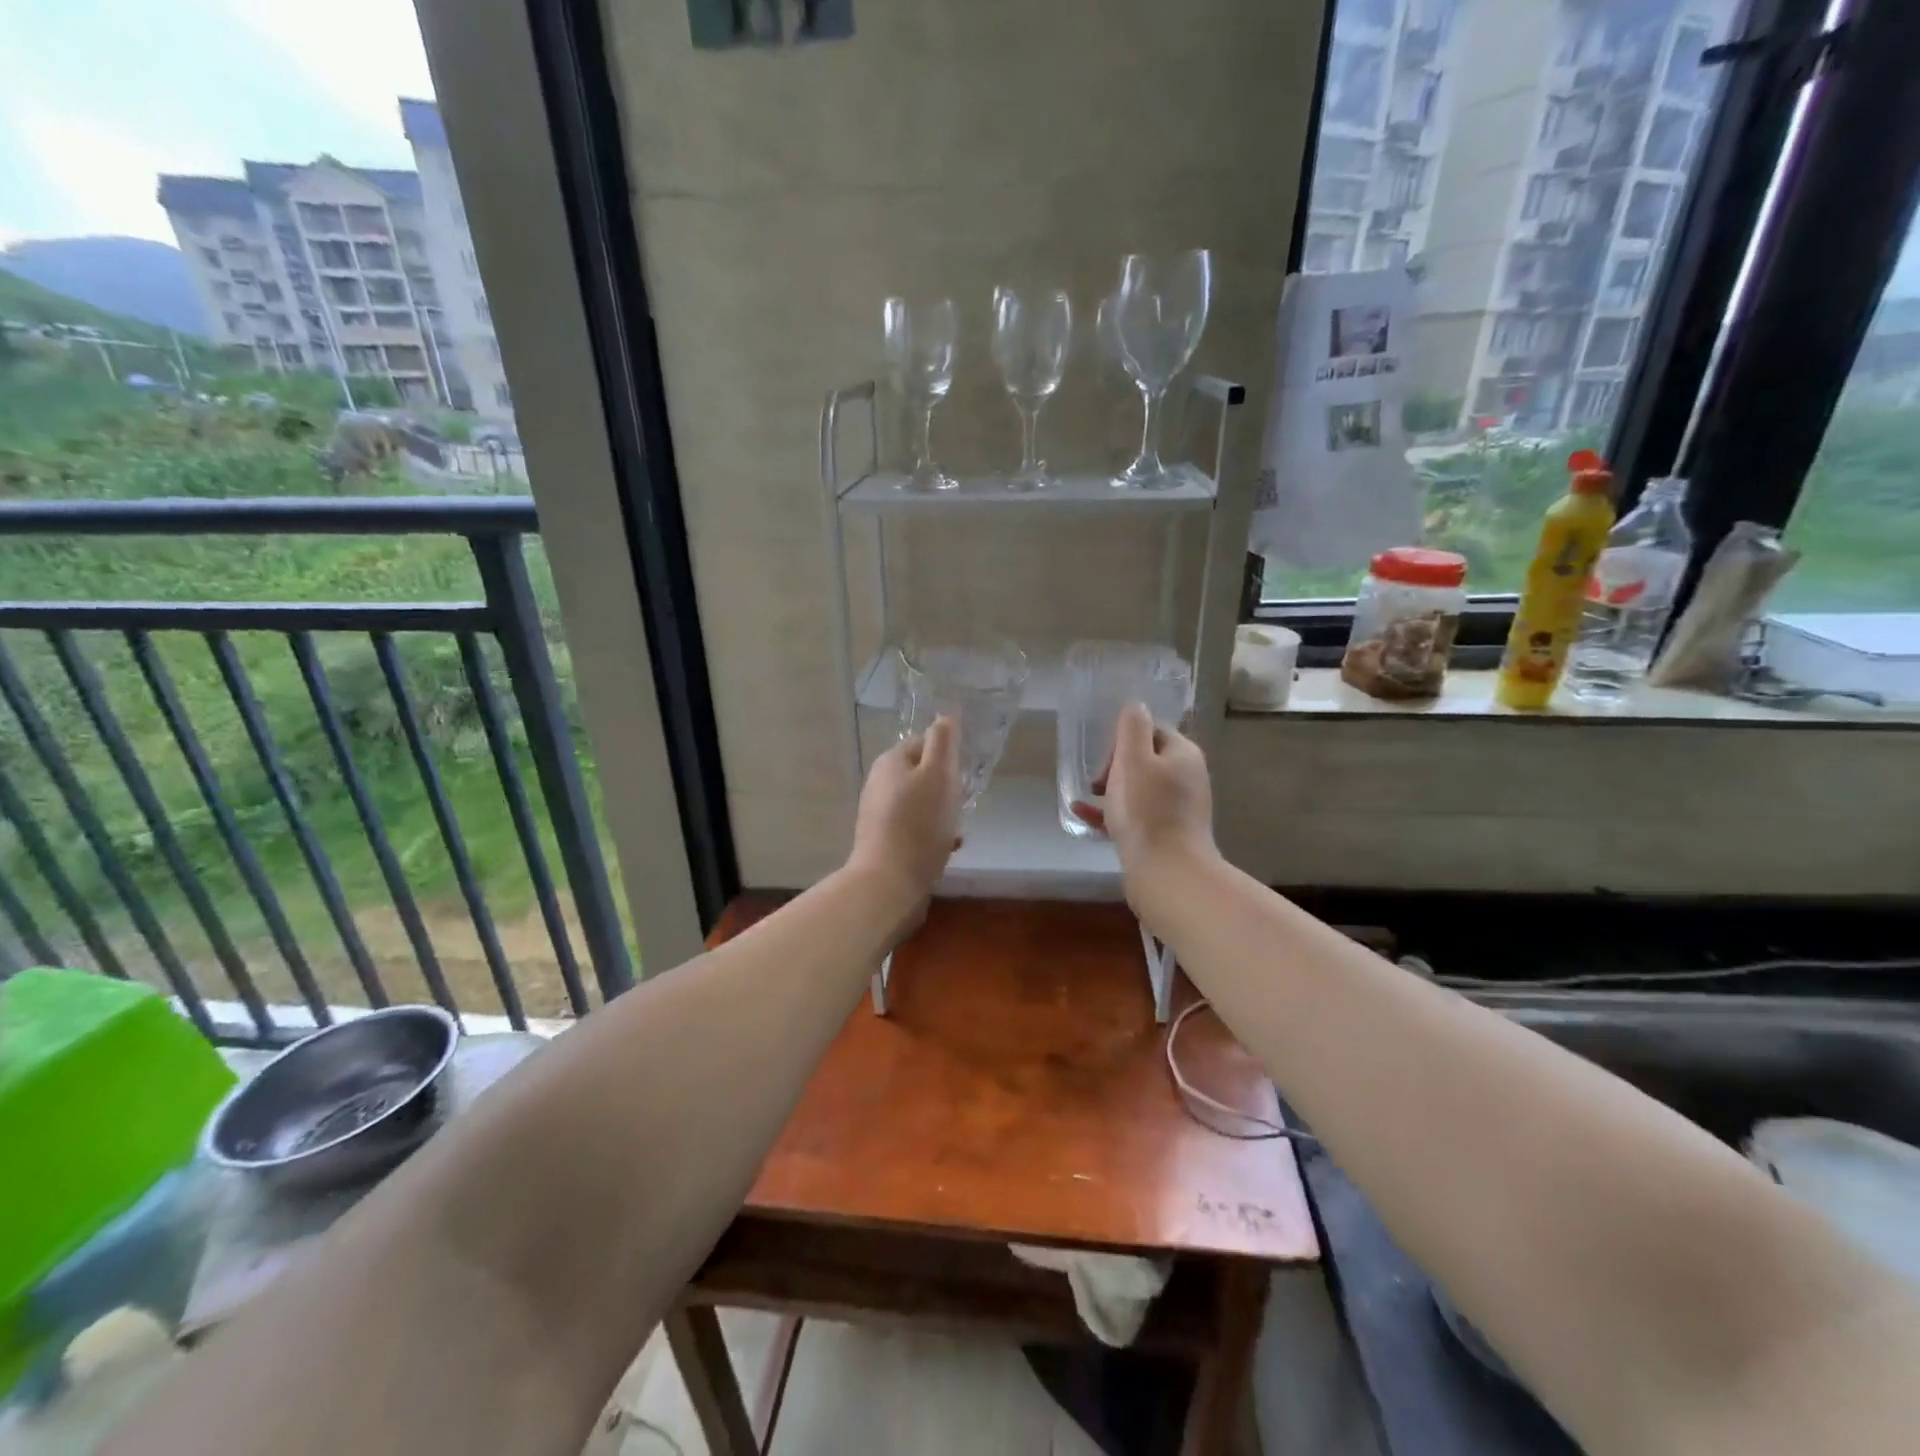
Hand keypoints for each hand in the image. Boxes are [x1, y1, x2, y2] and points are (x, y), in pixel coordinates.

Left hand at [847, 716, 963, 907]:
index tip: (962, 776)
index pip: (924, 743)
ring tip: (957, 830)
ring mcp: (878, 813)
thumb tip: (945, 716)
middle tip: (962, 804)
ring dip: (941, 813)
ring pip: (920, 803)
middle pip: (922, 775)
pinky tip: (946, 849)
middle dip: (945, 788)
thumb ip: (943, 742)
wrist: (888, 882)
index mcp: (890, 761)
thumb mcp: (939, 774)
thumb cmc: (919, 823)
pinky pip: (914, 828)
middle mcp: (879, 783)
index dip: (947, 756)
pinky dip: (931, 834)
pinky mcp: (882, 841)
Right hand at [1072, 703, 1216, 883]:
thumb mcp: (1133, 758)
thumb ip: (1132, 727)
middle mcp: (1186, 778)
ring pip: (1138, 789)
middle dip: (1115, 766)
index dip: (1124, 739)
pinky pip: (1134, 815)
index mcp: (1183, 754)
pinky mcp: (1165, 835)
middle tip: (1097, 782)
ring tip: (1086, 798)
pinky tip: (1082, 816)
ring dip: (1110, 789)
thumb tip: (1135, 705)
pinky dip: (1110, 813)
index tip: (1105, 759)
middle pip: (1145, 759)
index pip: (1152, 730)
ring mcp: (1177, 809)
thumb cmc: (1147, 809)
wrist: (1166, 872)